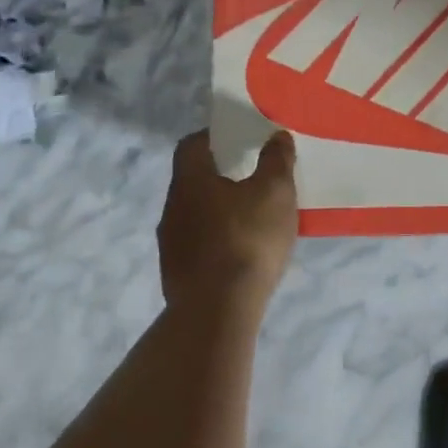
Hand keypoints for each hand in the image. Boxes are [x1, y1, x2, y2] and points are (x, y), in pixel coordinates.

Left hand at [157, 130, 298, 321]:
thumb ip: (276, 160)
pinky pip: (198, 242)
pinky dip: (218, 237)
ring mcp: (170, 243)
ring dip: (219, 208)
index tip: (240, 138)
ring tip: (252, 214)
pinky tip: (242, 250)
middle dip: (221, 173)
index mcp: (190, 180)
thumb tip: (276, 136)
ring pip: (195, 212)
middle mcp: (172, 206)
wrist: (217, 311)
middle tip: (253, 174)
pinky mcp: (176, 273)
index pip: (192, 144)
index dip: (215, 136)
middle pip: (193, 179)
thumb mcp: (275, 193)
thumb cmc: (247, 240)